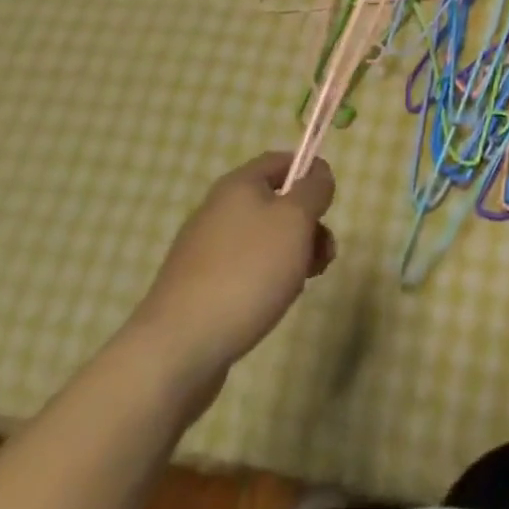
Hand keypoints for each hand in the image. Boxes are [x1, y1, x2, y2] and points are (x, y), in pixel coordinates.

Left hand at [126, 152, 335, 395]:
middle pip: (277, 203)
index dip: (311, 172)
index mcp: (239, 185)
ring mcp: (207, 251)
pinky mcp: (201, 287)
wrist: (179, 348)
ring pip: (265, 240)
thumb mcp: (295, 220)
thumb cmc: (247, 272)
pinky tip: (273, 303)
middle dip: (308, 225)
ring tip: (301, 284)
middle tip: (324, 254)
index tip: (329, 203)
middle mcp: (219, 210)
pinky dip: (267, 280)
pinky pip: (246, 270)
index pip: (282, 160)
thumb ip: (314, 189)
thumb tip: (317, 174)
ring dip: (293, 255)